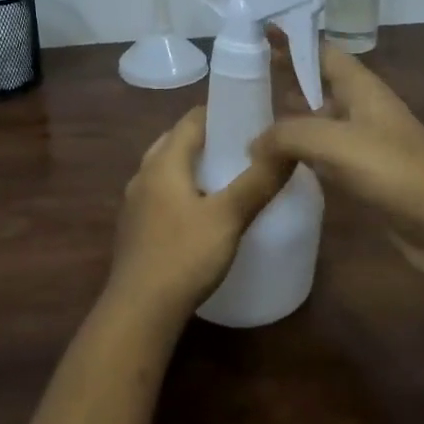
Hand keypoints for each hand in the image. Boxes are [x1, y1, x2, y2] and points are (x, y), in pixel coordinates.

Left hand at [107, 105, 293, 319]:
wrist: (139, 310)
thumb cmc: (184, 256)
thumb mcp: (229, 217)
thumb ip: (259, 181)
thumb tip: (289, 146)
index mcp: (163, 162)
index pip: (190, 120)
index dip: (219, 113)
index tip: (250, 118)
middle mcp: (143, 174)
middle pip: (176, 142)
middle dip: (207, 139)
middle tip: (242, 148)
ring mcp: (135, 203)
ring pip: (166, 170)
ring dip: (193, 166)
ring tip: (226, 178)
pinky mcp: (135, 228)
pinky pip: (161, 194)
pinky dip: (182, 190)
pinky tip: (202, 212)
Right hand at [257, 44, 423, 281]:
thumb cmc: (394, 170)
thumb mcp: (334, 142)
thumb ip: (287, 135)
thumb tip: (254, 144)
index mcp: (360, 88)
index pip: (322, 52)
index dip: (293, 40)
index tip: (258, 32)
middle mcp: (360, 109)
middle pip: (316, 86)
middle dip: (282, 80)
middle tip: (240, 80)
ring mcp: (362, 143)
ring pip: (316, 123)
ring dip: (287, 122)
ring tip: (245, 121)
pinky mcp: (362, 175)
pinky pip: (322, 156)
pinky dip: (298, 155)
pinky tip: (272, 164)